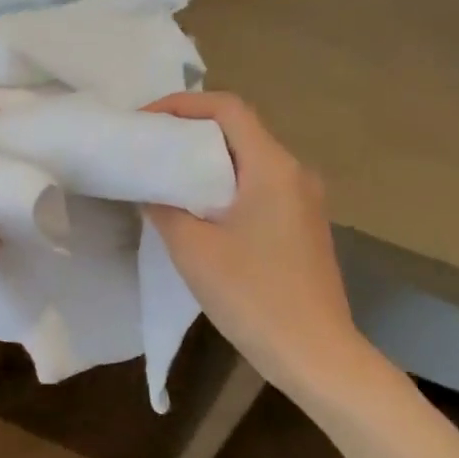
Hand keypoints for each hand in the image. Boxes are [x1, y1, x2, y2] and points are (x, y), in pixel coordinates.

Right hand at [143, 92, 376, 400]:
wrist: (314, 352)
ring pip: (249, 162)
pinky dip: (224, 187)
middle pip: (239, 132)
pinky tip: (197, 212)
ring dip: (206, 163)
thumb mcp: (194, 250)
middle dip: (190, 133)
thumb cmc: (253, 296)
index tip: (144, 121)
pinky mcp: (301, 226)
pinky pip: (258, 189)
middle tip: (147, 149)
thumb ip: (165, 209)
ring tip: (164, 178)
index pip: (228, 109)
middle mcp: (295, 174)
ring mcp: (303, 201)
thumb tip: (150, 190)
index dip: (182, 105)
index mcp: (273, 168)